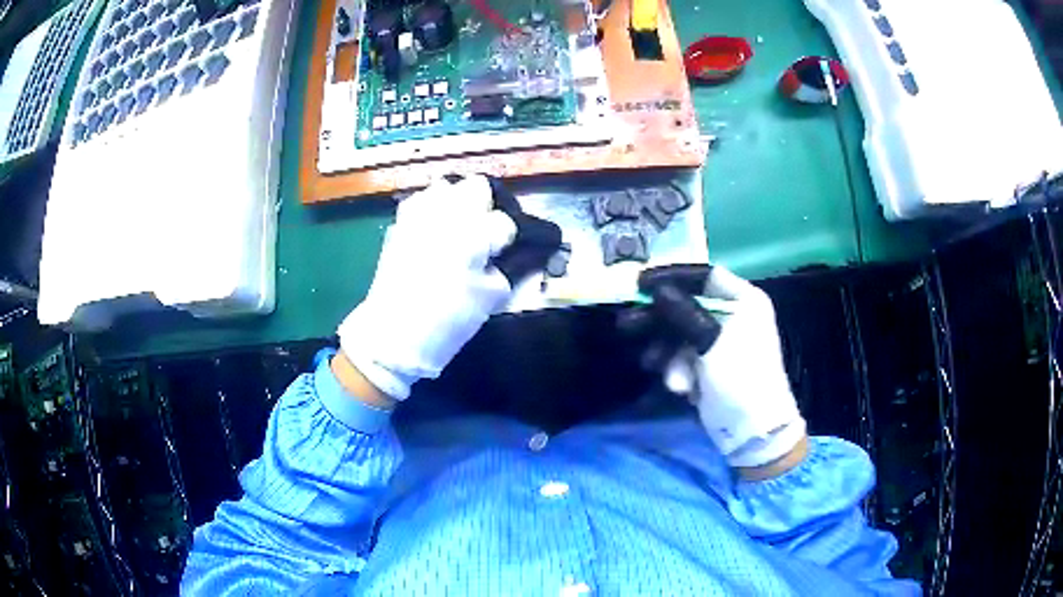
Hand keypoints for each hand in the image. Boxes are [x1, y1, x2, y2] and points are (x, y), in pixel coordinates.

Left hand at [338, 176, 516, 399]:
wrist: (394, 334)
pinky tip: (433, 233)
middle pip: (475, 186)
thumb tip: (504, 254)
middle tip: (483, 232)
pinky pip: (420, 202)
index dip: (507, 238)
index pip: (504, 222)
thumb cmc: (448, 320)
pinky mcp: (398, 225)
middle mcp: (445, 214)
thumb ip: (507, 268)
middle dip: (484, 206)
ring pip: (444, 187)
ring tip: (457, 229)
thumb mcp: (491, 298)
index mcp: (472, 233)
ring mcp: (417, 216)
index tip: (503, 253)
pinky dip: (431, 211)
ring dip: (456, 204)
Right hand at [621, 265, 806, 469]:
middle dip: (659, 320)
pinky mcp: (709, 365)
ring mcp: (721, 341)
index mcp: (744, 300)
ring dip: (666, 350)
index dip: (673, 276)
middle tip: (627, 324)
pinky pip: (683, 356)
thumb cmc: (740, 379)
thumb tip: (657, 288)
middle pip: (687, 305)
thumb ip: (683, 312)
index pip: (705, 276)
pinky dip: (676, 368)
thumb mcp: (711, 342)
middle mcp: (733, 314)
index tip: (641, 282)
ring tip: (652, 364)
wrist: (753, 432)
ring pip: (680, 333)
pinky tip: (680, 387)